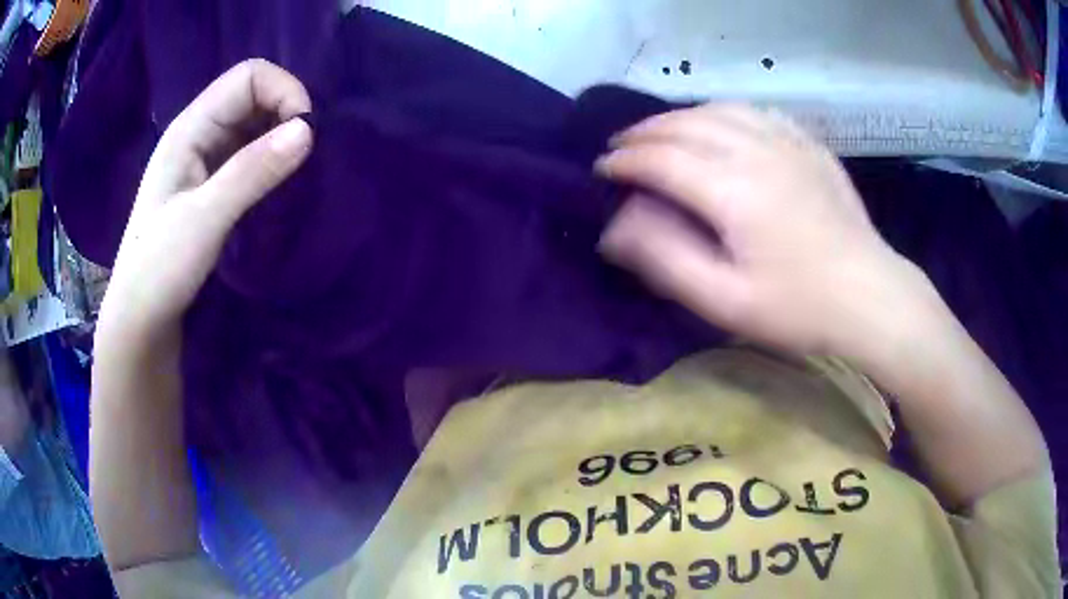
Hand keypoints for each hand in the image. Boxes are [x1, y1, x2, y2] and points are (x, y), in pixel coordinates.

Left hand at [96, 59, 313, 350]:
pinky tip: (280, 188)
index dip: (283, 92)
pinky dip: (271, 163)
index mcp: (190, 129)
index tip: (305, 134)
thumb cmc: (159, 270)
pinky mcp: (210, 189)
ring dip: (281, 141)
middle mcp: (198, 136)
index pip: (248, 77)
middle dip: (286, 115)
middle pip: (253, 97)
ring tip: (298, 174)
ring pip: (253, 128)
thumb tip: (309, 131)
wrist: (139, 322)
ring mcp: (203, 163)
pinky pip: (249, 158)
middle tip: (306, 157)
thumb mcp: (203, 219)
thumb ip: (252, 172)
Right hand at [596, 104, 943, 362]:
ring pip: (718, 109)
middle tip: (620, 148)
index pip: (661, 159)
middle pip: (685, 126)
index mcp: (733, 189)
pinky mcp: (808, 144)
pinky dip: (722, 111)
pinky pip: (754, 111)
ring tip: (659, 132)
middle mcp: (756, 150)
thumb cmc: (798, 308)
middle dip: (643, 134)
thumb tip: (615, 226)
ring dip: (679, 117)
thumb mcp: (725, 301)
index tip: (602, 170)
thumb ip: (665, 258)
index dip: (624, 162)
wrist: (869, 297)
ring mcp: (787, 141)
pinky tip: (717, 123)